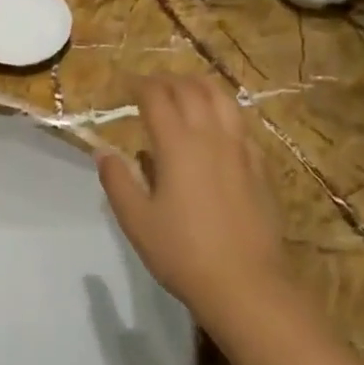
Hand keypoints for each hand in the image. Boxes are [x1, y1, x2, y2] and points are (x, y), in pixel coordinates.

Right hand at [97, 75, 289, 323]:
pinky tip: (217, 126)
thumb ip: (117, 180)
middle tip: (151, 85)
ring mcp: (241, 149)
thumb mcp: (136, 220)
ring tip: (185, 90)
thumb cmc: (182, 252)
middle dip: (168, 80)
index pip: (156, 97)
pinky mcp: (260, 167)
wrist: (246, 284)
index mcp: (177, 144)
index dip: (139, 84)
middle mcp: (211, 136)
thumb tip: (103, 152)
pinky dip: (223, 112)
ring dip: (200, 86)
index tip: (125, 85)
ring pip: (222, 99)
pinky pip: (241, 124)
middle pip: (191, 89)